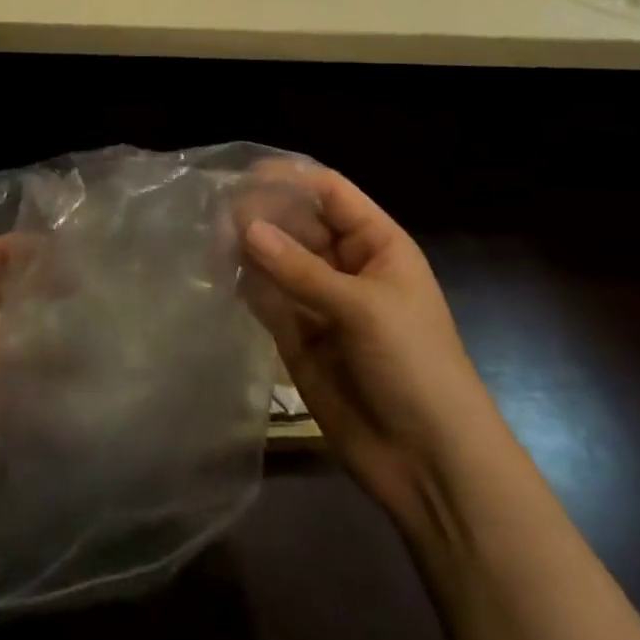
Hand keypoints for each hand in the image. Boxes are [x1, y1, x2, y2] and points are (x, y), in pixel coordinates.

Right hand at [240, 165, 486, 524]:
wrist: (430, 464)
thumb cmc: (414, 366)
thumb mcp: (363, 308)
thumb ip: (300, 269)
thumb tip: (243, 227)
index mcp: (376, 244)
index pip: (330, 193)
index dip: (291, 179)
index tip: (244, 175)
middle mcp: (345, 264)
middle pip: (297, 222)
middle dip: (261, 214)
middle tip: (216, 212)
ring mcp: (319, 300)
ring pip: (276, 259)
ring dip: (248, 248)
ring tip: (210, 241)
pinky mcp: (297, 336)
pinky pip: (267, 298)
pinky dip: (245, 286)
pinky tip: (220, 277)